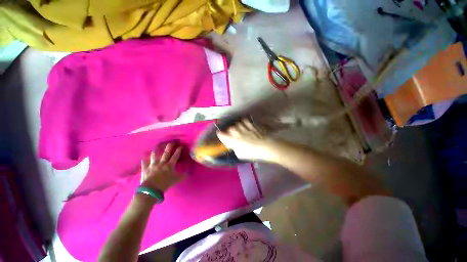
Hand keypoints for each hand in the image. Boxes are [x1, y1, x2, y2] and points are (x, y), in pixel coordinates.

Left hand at [140, 143, 184, 192]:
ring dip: (156, 150)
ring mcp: (153, 165)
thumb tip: (189, 173)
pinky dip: (143, 160)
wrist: (151, 189)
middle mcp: (162, 163)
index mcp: (170, 165)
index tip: (180, 146)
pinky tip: (143, 157)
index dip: (178, 150)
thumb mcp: (177, 180)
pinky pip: (144, 163)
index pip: (176, 155)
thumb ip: (183, 176)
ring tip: (156, 147)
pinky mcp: (145, 169)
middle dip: (169, 146)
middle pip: (166, 153)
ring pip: (154, 155)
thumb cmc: (165, 183)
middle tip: (171, 142)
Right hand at [216, 118, 276, 161]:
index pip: (221, 135)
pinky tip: (245, 124)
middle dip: (229, 131)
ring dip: (236, 126)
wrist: (266, 146)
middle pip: (229, 128)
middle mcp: (236, 132)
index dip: (220, 134)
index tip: (220, 134)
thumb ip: (235, 148)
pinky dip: (243, 122)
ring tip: (238, 129)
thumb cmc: (252, 153)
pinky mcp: (251, 124)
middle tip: (231, 134)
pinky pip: (244, 120)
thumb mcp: (240, 154)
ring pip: (236, 123)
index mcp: (232, 140)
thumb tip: (234, 145)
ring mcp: (244, 127)